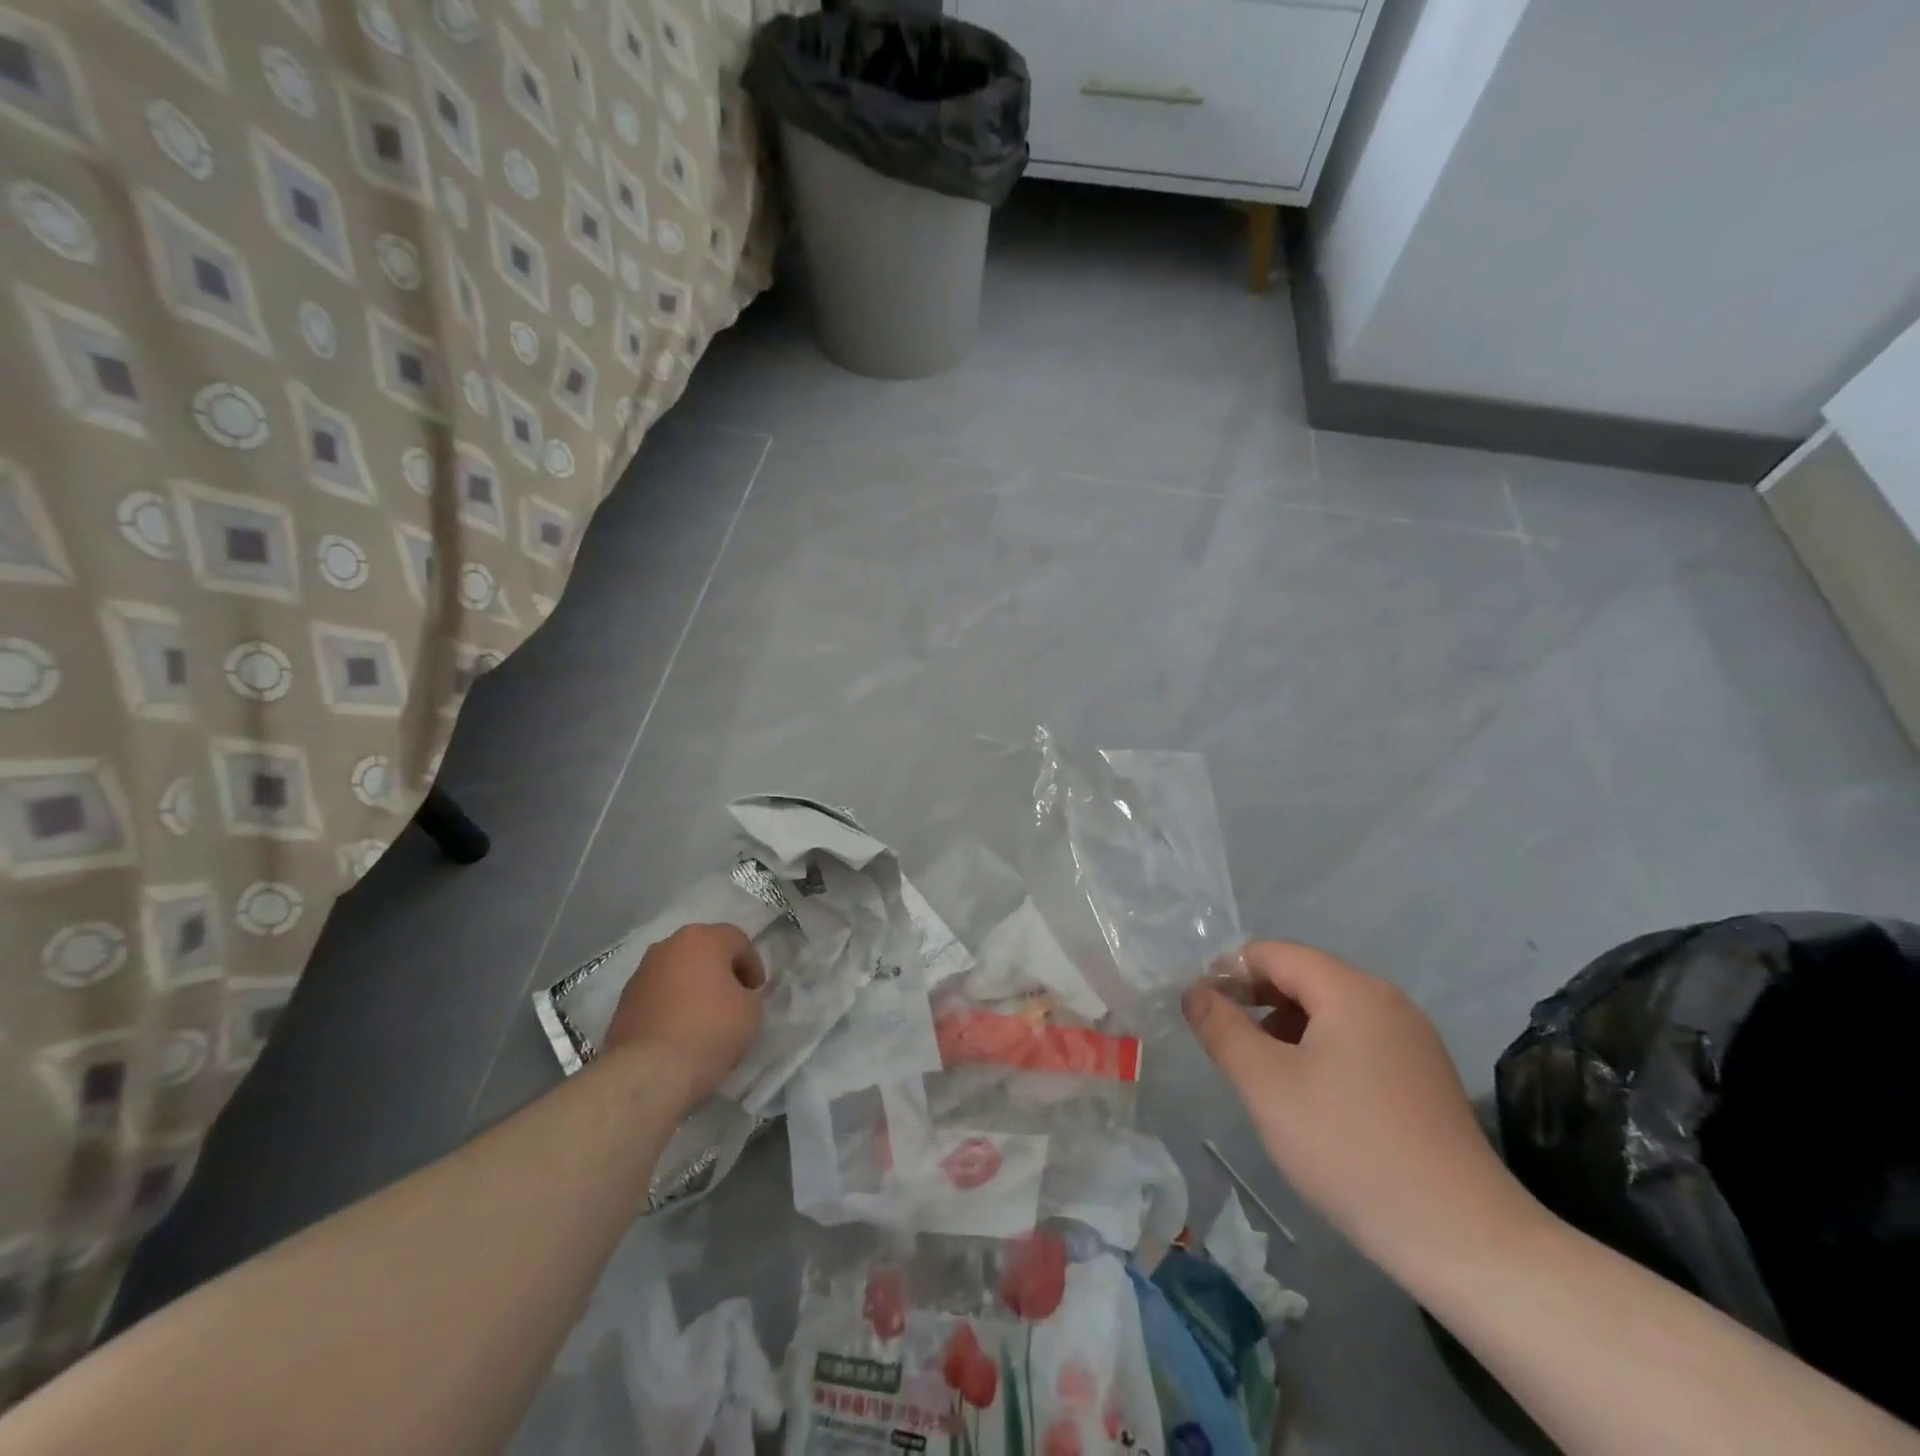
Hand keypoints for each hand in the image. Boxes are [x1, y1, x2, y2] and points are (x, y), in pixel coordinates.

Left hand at [603, 923, 764, 1109]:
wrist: (650, 1070)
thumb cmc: (710, 1029)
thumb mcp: (751, 1011)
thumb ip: (748, 994)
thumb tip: (737, 996)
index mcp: (702, 938)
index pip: (737, 941)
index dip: (752, 965)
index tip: (757, 991)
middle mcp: (668, 946)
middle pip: (703, 951)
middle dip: (720, 971)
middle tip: (734, 997)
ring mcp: (641, 972)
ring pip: (678, 971)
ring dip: (693, 986)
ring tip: (705, 1016)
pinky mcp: (624, 1001)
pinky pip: (658, 994)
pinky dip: (672, 1004)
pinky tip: (680, 1029)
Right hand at [1183, 940, 1542, 1280]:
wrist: (1463, 1240)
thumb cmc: (1349, 1148)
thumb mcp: (1266, 1084)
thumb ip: (1222, 1028)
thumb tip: (1194, 991)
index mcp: (1351, 990)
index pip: (1273, 953)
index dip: (1228, 971)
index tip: (1200, 1009)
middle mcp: (1386, 1000)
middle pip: (1303, 976)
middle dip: (1255, 999)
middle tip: (1223, 1040)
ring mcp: (1411, 1038)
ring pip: (1329, 1010)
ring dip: (1284, 1025)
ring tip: (1259, 1070)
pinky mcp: (1423, 1075)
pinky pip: (1356, 1039)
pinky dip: (1319, 1049)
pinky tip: (1307, 1094)